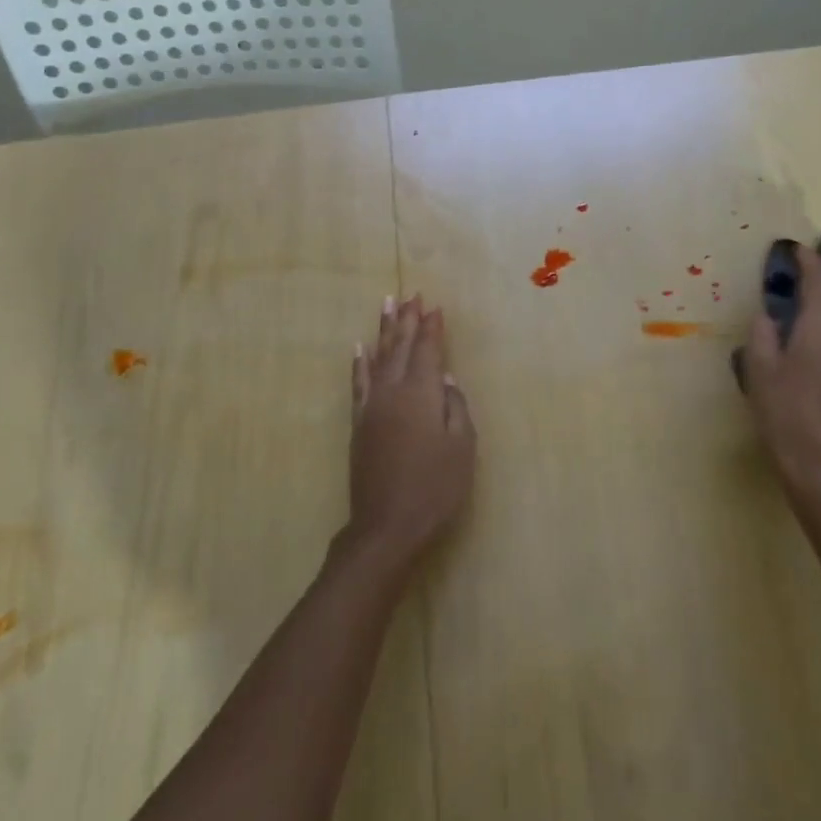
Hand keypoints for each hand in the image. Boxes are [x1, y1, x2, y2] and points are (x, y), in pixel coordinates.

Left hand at [345, 295, 476, 568]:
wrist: (387, 526)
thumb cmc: (435, 487)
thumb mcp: (462, 448)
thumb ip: (456, 407)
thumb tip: (446, 378)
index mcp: (421, 394)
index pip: (427, 350)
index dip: (431, 327)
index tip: (434, 305)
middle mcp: (393, 391)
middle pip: (400, 347)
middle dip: (407, 320)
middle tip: (410, 295)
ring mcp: (372, 406)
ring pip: (377, 358)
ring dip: (383, 330)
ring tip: (386, 305)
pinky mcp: (359, 423)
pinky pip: (358, 383)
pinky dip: (359, 363)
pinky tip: (360, 348)